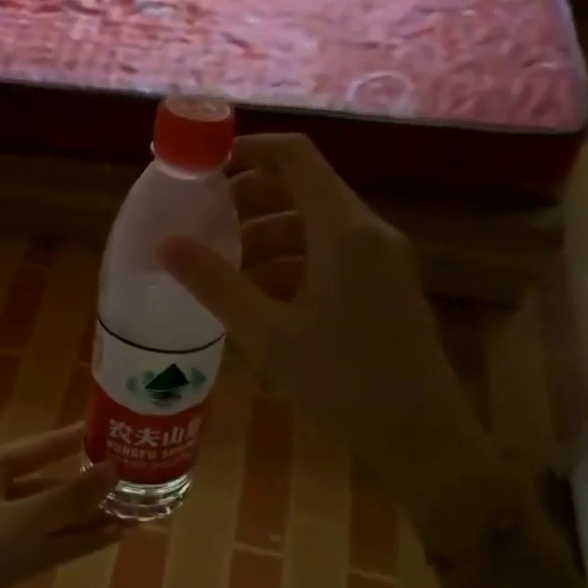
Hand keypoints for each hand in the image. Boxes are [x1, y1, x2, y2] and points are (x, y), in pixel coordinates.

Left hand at [0, 427, 120, 587]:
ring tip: (132, 513)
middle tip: (131, 481)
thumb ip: (71, 497)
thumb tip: (114, 469)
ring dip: (85, 518)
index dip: (72, 440)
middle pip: (46, 485)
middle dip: (85, 488)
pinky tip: (110, 538)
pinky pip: (43, 546)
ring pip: (48, 519)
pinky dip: (73, 542)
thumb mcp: (24, 519)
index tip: (108, 432)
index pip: (38, 447)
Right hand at [158, 134, 486, 474]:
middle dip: (252, 200)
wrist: (422, 437)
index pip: (297, 159)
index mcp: (345, 232)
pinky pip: (334, 255)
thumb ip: (216, 285)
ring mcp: (383, 260)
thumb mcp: (269, 335)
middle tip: (206, 219)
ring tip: (225, 267)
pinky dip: (294, 262)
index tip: (207, 164)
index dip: (251, 150)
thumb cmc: (344, 382)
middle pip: (305, 190)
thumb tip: (165, 244)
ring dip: (270, 237)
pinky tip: (262, 298)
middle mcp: (369, 233)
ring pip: (318, 227)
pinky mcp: (386, 286)